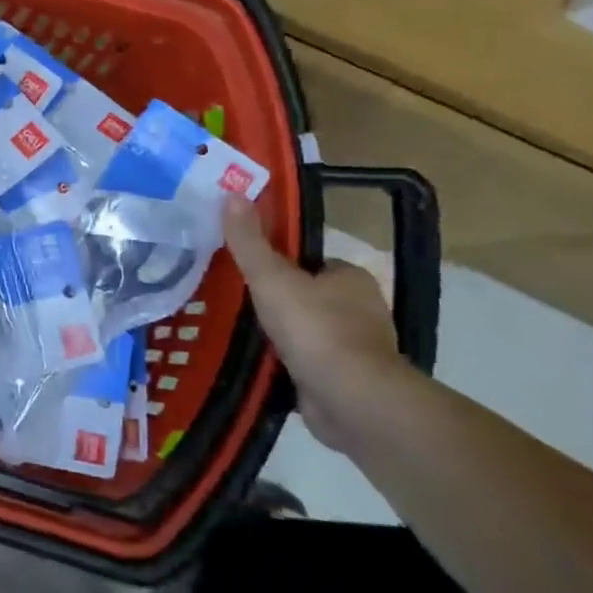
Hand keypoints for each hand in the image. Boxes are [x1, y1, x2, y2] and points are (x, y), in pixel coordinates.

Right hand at [223, 197, 417, 451]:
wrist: (352, 400)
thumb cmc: (315, 328)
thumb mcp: (271, 277)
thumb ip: (249, 241)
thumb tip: (231, 193)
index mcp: (351, 278)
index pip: (311, 262)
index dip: (280, 263)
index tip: (249, 271)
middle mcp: (361, 310)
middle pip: (309, 296)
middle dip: (278, 300)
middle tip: (234, 300)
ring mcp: (355, 349)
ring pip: (308, 332)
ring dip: (281, 335)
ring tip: (237, 331)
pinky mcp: (344, 382)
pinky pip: (307, 364)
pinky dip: (286, 364)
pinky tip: (257, 363)